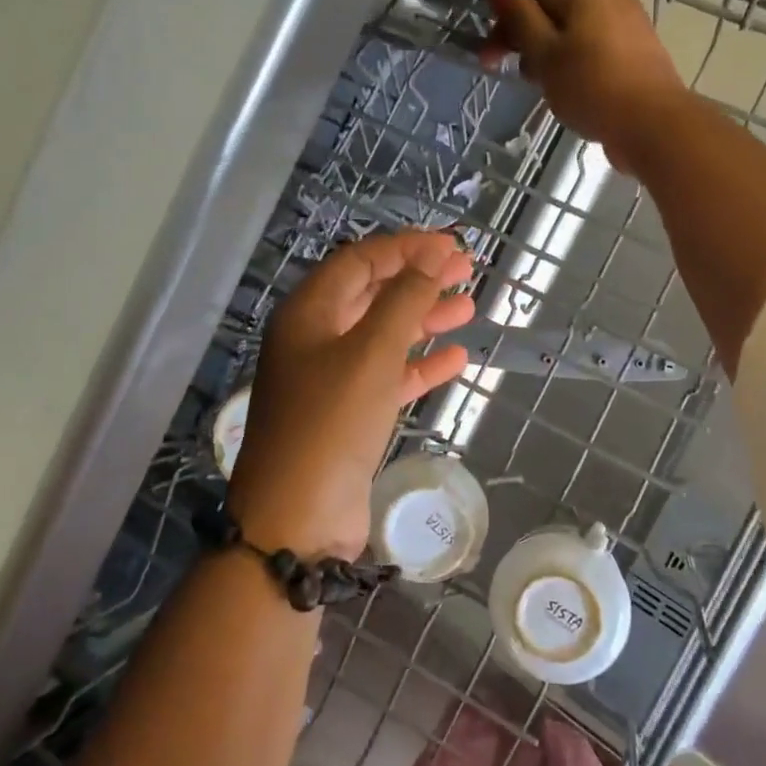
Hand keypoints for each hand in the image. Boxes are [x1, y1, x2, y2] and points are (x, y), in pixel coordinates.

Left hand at [227, 232, 475, 560]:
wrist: (296, 519)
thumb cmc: (330, 424)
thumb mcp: (370, 354)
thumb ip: (404, 302)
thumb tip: (433, 258)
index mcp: (308, 314)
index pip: (359, 261)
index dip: (406, 248)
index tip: (451, 246)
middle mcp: (315, 340)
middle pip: (372, 295)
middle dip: (418, 281)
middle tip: (467, 272)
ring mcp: (330, 380)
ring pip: (383, 336)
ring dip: (424, 321)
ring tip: (469, 309)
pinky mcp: (348, 416)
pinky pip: (388, 378)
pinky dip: (419, 366)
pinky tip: (455, 359)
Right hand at [484, 0, 691, 174]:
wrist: (652, 123)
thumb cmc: (590, 86)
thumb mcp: (544, 53)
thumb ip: (519, 20)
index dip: (506, 28)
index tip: (489, 63)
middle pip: (556, 15)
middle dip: (531, 45)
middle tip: (523, 81)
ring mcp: (630, 24)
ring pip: (576, 36)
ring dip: (554, 60)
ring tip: (549, 92)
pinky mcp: (640, 53)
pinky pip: (598, 52)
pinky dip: (579, 69)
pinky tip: (577, 94)